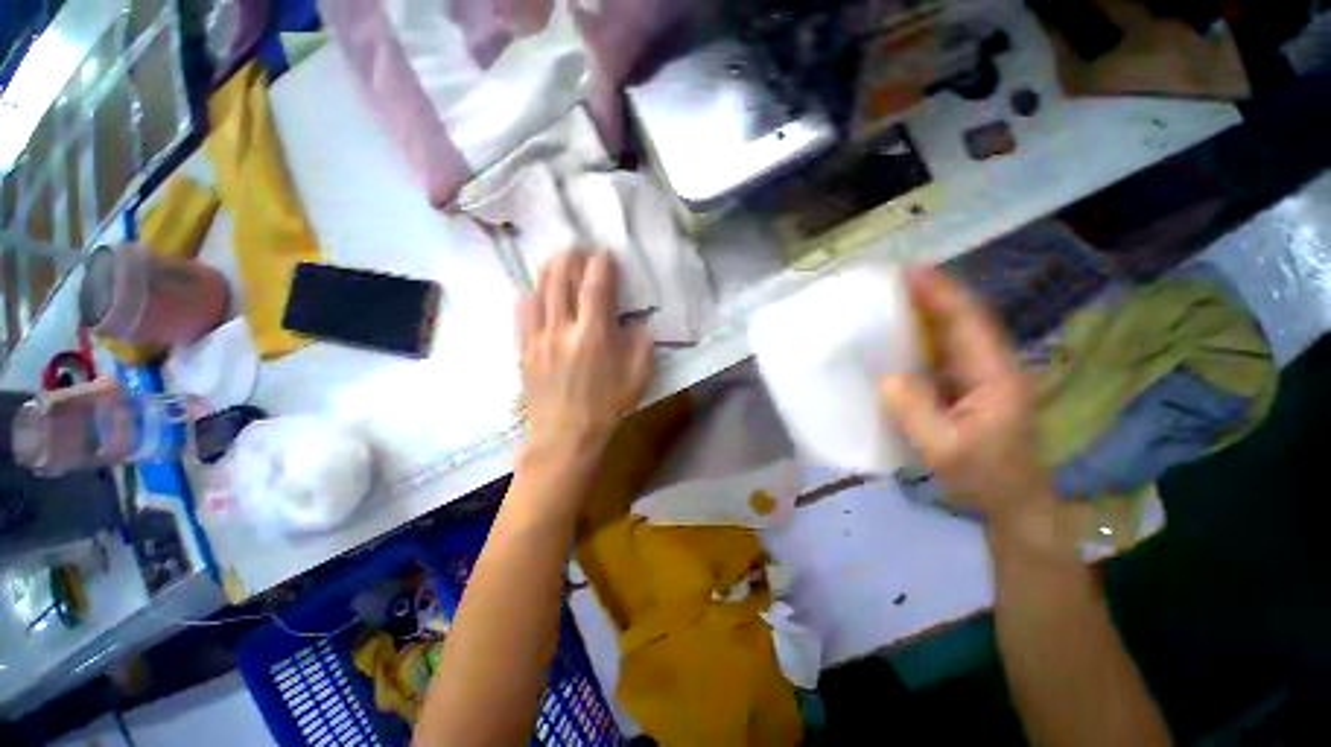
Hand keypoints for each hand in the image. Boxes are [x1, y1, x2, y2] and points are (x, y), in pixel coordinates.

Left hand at [516, 250, 653, 461]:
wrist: (565, 436)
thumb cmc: (606, 407)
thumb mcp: (637, 377)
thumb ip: (641, 344)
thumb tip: (636, 321)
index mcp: (594, 335)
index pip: (596, 286)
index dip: (601, 264)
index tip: (605, 253)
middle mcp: (563, 329)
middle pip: (562, 280)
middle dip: (572, 257)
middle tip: (578, 247)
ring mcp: (538, 338)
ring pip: (540, 291)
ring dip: (549, 269)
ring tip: (557, 259)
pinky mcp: (524, 349)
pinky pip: (522, 313)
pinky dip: (529, 295)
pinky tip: (534, 290)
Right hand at [880, 266, 1052, 523]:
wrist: (1014, 502)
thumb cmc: (984, 478)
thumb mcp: (946, 451)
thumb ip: (917, 413)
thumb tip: (887, 378)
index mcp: (995, 376)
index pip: (969, 323)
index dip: (941, 294)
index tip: (911, 271)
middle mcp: (993, 367)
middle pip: (965, 319)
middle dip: (934, 293)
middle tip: (895, 277)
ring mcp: (982, 376)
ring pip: (957, 332)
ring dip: (929, 309)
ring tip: (895, 295)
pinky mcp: (970, 387)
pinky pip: (946, 351)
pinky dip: (925, 334)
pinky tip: (902, 332)